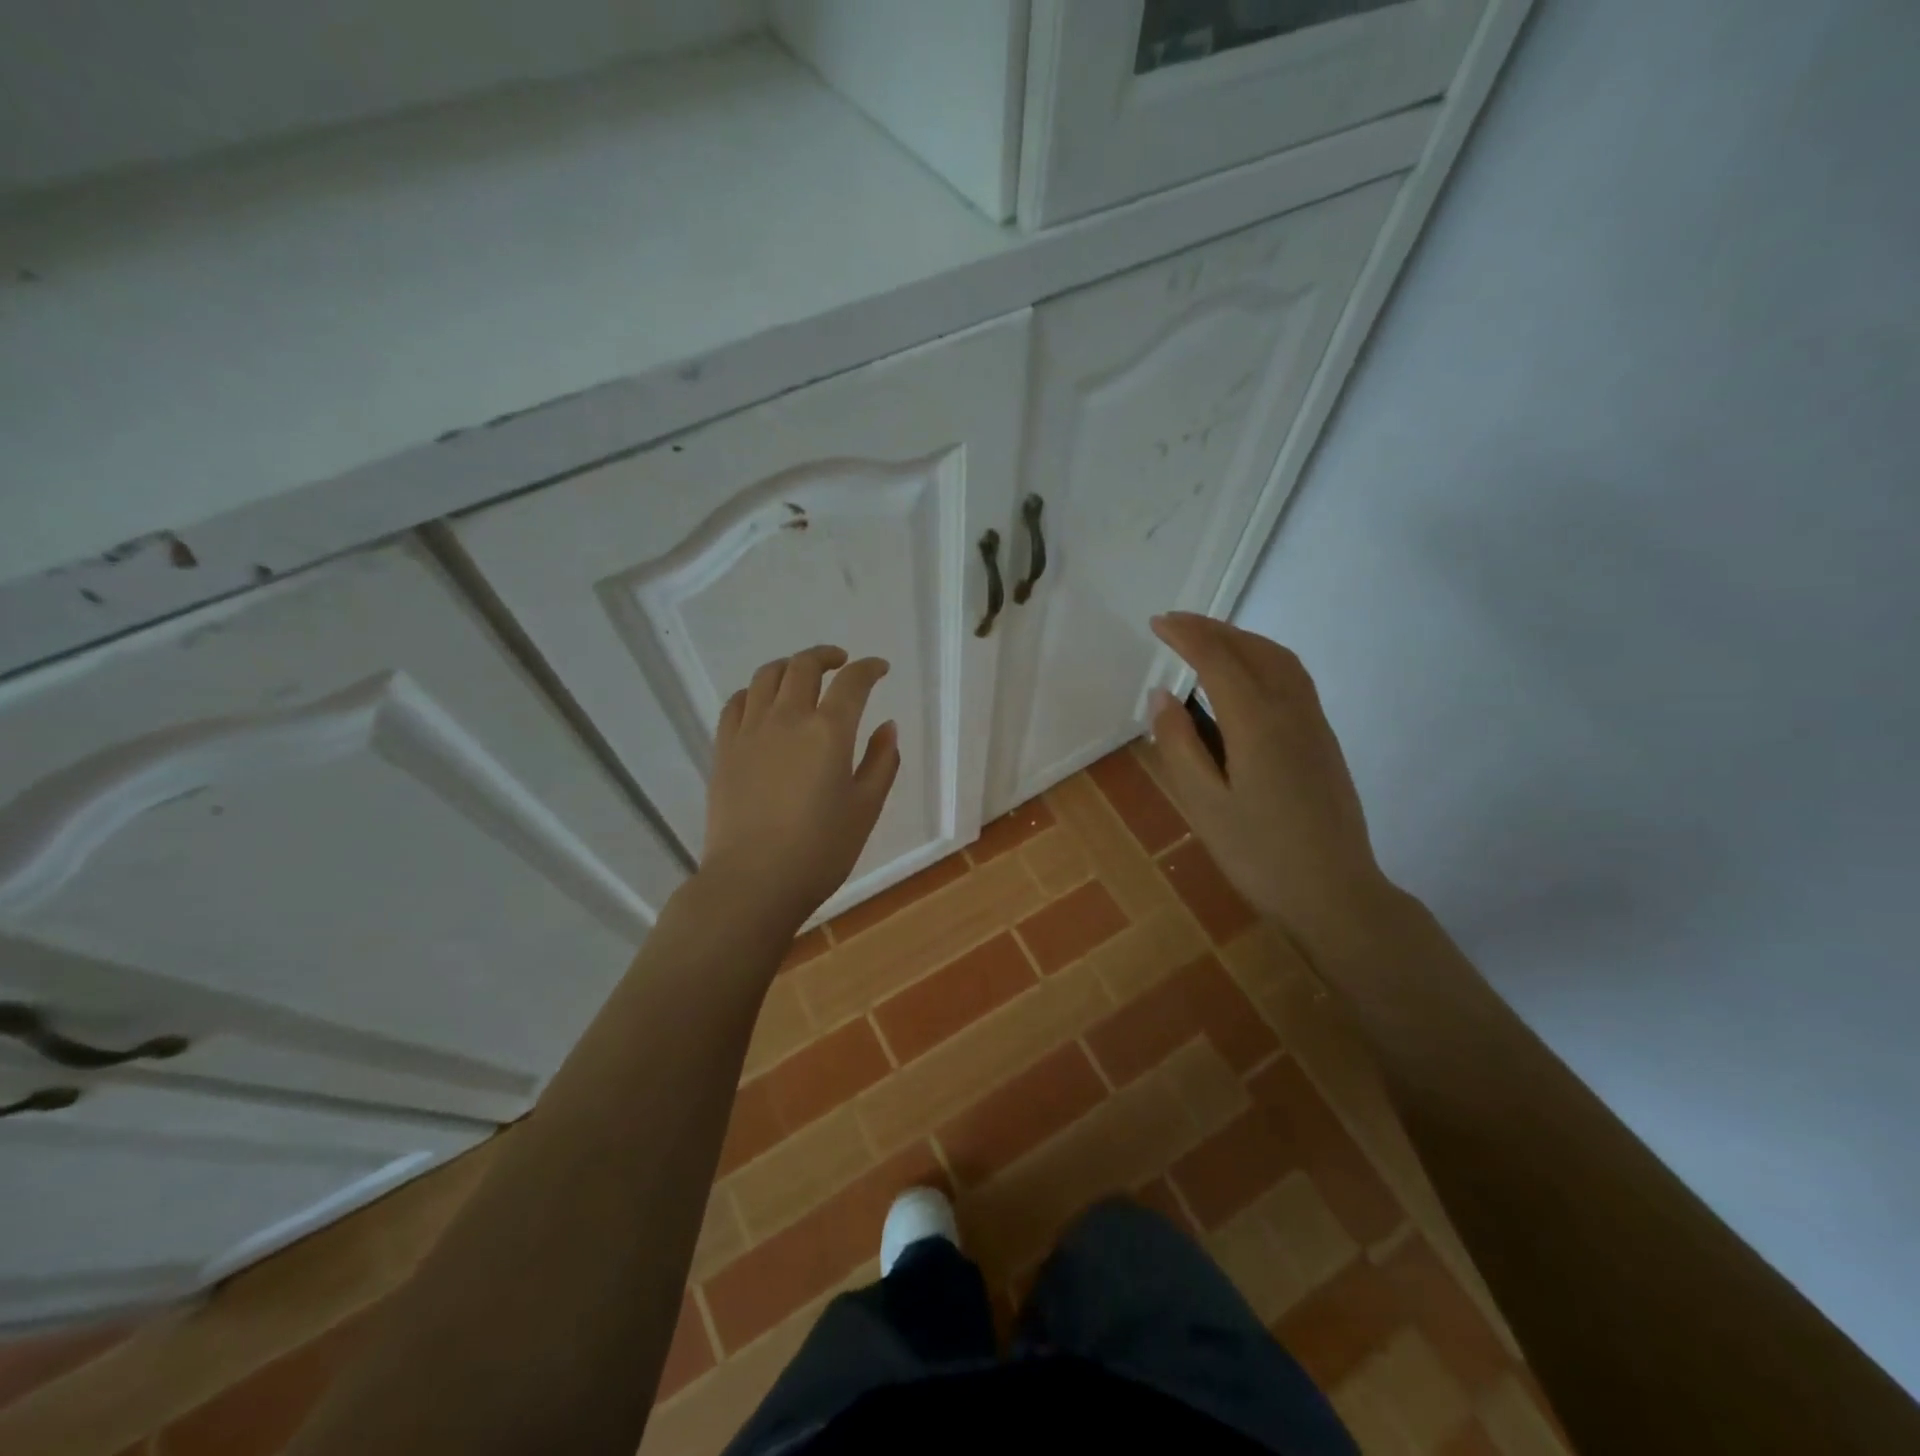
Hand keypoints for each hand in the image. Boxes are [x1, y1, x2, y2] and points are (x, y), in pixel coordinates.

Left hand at [701, 645, 900, 929]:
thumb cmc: (820, 850)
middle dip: (827, 656)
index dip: (869, 668)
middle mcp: (788, 718)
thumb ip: (881, 762)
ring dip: (790, 666)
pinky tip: (762, 703)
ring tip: (802, 676)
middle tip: (841, 663)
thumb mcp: (866, 808)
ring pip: (766, 676)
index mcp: (829, 731)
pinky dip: (754, 691)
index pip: (853, 682)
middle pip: (804, 666)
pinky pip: (736, 702)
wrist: (753, 881)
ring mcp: (750, 730)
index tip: (880, 669)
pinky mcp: (723, 748)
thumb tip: (887, 726)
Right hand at [1147, 612, 1395, 945]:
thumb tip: (1162, 696)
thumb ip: (1180, 745)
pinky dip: (1263, 657)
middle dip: (1213, 629)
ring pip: (1279, 659)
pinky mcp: (1324, 739)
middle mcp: (1290, 710)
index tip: (1157, 623)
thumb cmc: (1259, 854)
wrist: (1334, 893)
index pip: (1217, 660)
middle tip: (1176, 623)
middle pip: (1252, 650)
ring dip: (1242, 639)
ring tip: (1208, 640)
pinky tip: (1247, 675)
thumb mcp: (1204, 805)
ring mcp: (1314, 723)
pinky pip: (1293, 677)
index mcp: (1257, 723)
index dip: (1186, 636)